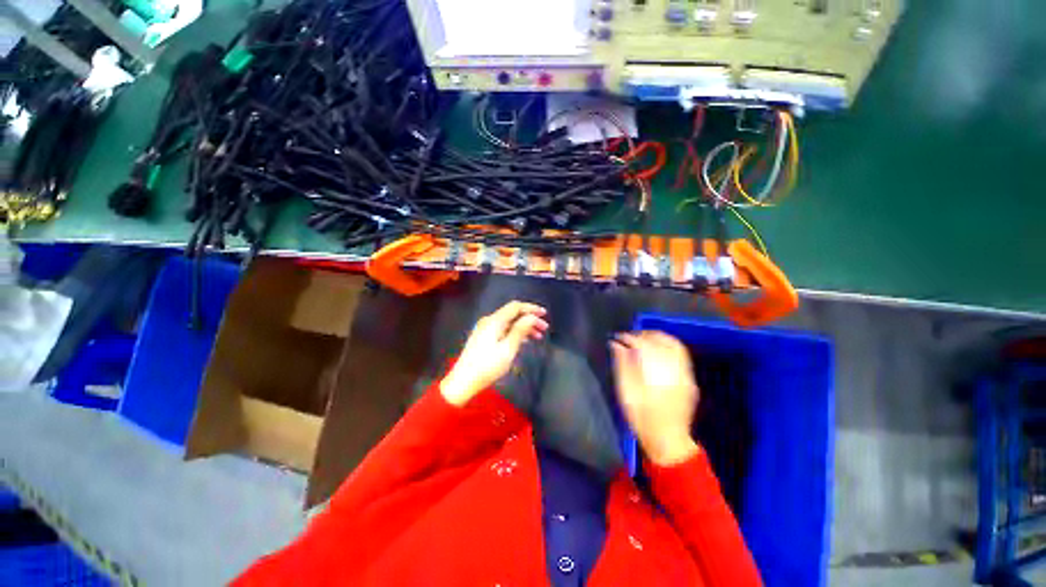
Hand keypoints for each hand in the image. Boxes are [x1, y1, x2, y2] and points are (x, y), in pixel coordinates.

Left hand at [440, 301, 548, 405]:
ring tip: (537, 337)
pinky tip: (523, 341)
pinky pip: (503, 329)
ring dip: (523, 327)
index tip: (544, 315)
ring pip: (508, 322)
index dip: (531, 308)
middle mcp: (489, 321)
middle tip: (544, 329)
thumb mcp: (508, 349)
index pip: (515, 307)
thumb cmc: (488, 366)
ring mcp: (485, 329)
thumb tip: (531, 317)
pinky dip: (514, 332)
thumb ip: (520, 330)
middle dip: (529, 319)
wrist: (463, 381)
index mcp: (494, 321)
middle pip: (512, 314)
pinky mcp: (483, 338)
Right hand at [611, 331, 700, 466]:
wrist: (668, 440)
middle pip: (660, 340)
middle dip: (643, 334)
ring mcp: (685, 374)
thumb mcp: (625, 392)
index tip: (617, 337)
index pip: (642, 345)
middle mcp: (674, 369)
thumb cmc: (642, 417)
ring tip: (642, 339)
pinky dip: (668, 345)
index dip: (628, 337)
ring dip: (657, 337)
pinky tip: (658, 349)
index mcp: (655, 373)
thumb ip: (621, 364)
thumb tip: (615, 344)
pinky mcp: (689, 379)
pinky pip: (681, 354)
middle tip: (628, 337)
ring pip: (673, 344)